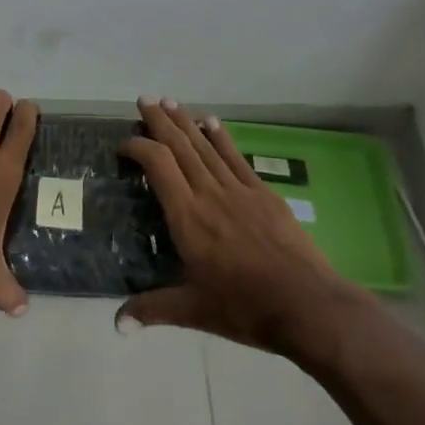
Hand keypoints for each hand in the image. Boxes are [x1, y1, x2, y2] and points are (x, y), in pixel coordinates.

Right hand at [117, 97, 369, 354]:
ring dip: (186, 121)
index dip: (138, 147)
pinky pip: (235, 157)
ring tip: (170, 101)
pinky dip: (220, 137)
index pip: (157, 165)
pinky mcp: (263, 193)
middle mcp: (209, 193)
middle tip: (144, 99)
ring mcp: (238, 189)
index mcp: (187, 216)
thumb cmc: (245, 308)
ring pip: (205, 146)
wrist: (307, 305)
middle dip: (160, 121)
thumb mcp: (194, 311)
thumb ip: (152, 309)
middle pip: (180, 146)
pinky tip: (212, 121)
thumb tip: (116, 324)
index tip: (124, 144)